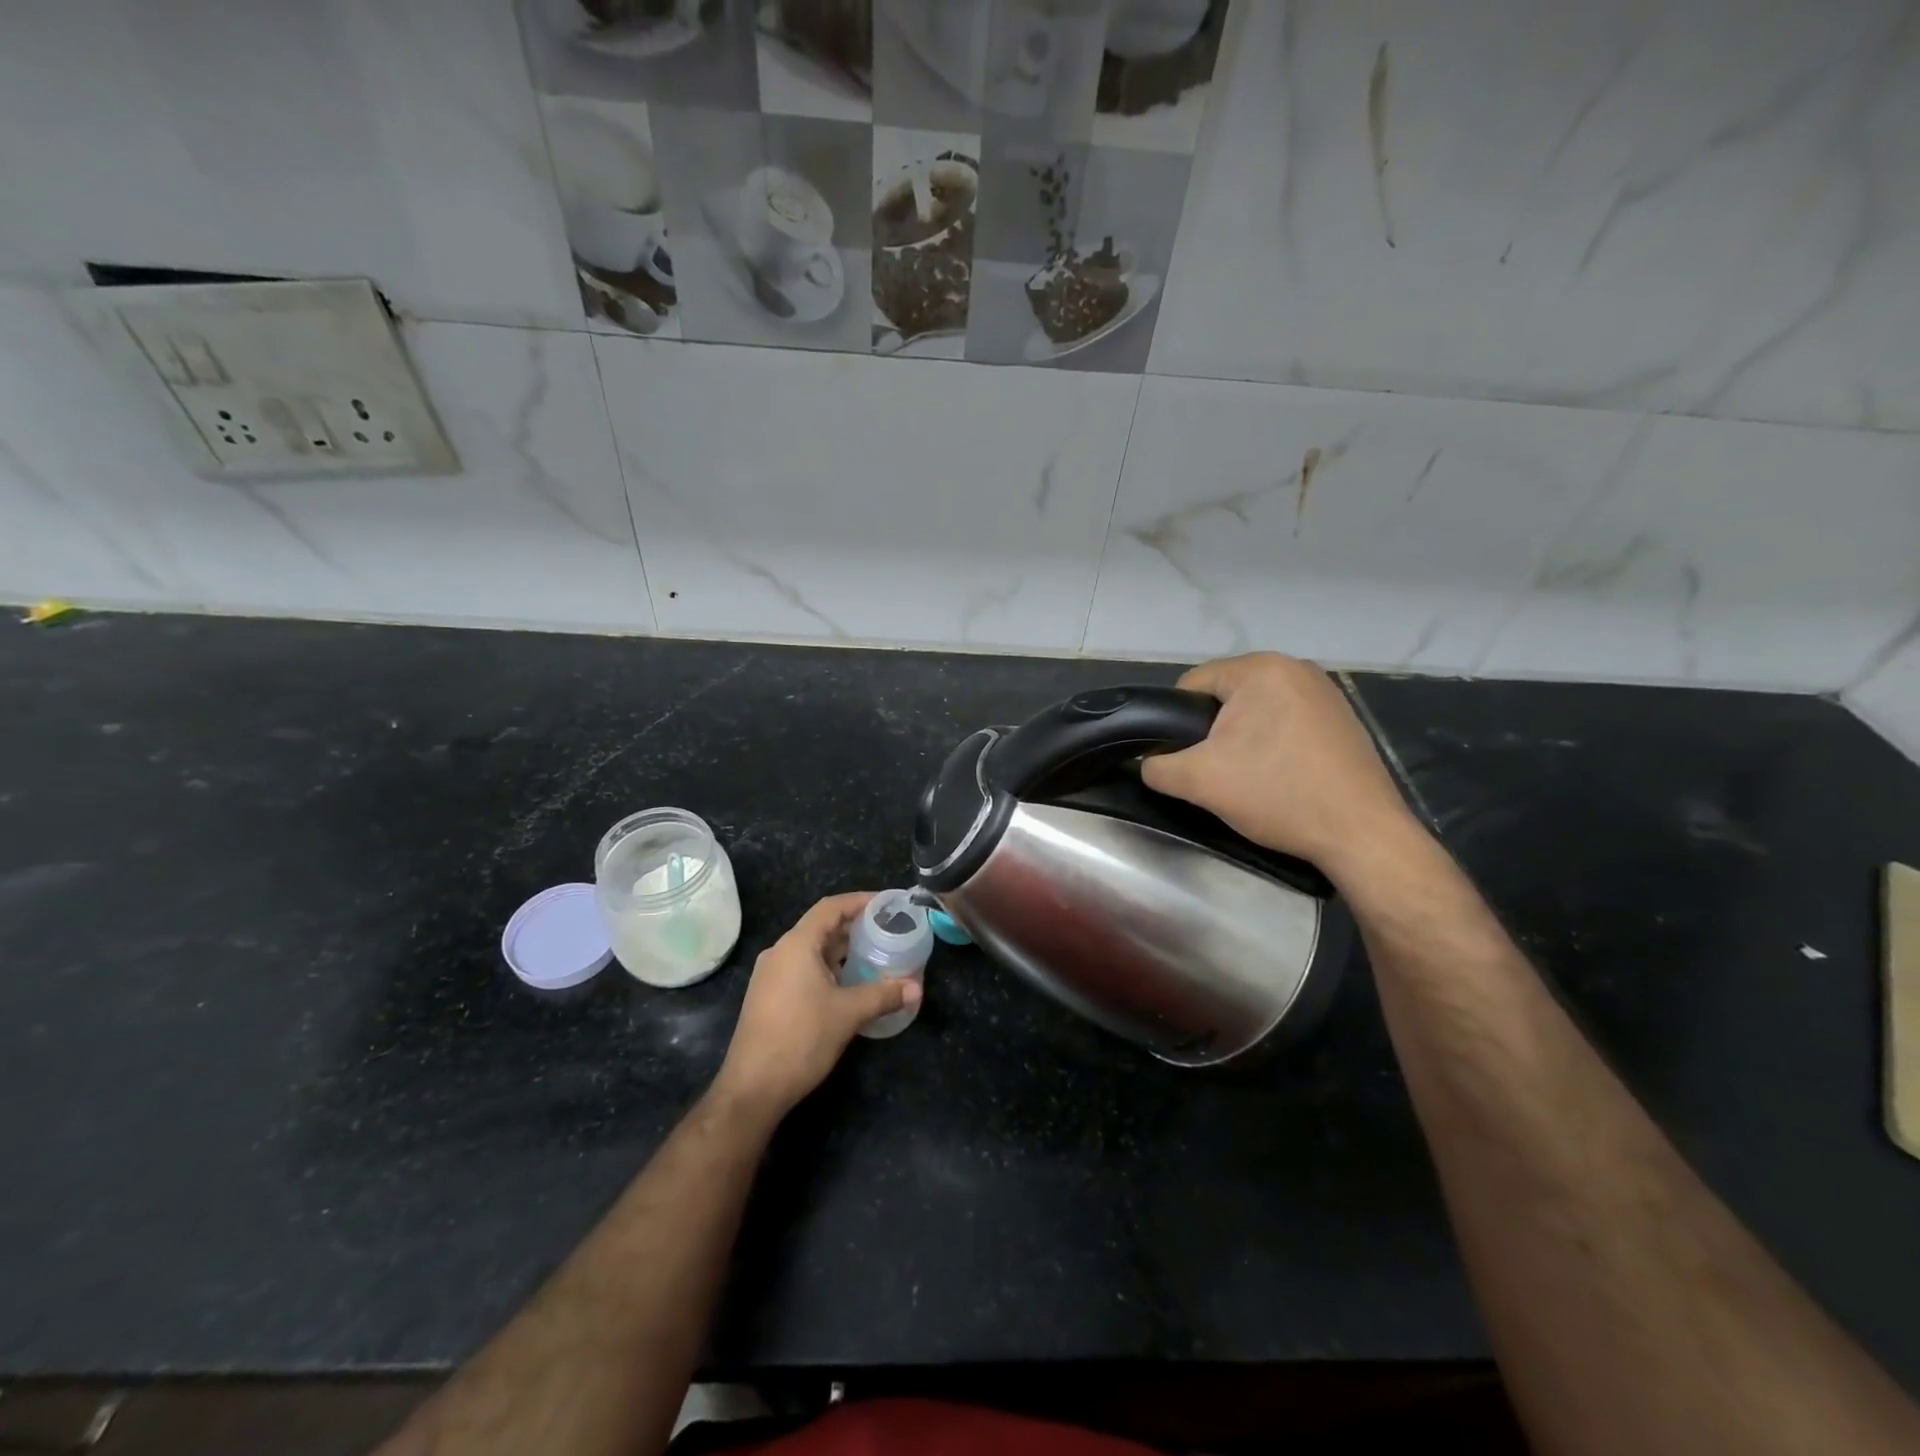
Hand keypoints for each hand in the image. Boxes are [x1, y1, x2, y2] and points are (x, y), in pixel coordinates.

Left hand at [712, 893, 920, 1119]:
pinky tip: (848, 983)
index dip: (860, 901)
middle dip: (854, 926)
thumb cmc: (801, 1039)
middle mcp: (780, 952)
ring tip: (874, 955)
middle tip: (887, 930)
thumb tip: (916, 988)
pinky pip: (802, 968)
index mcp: (796, 945)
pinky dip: (827, 967)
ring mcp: (771, 975)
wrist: (753, 1088)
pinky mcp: (769, 996)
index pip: (831, 908)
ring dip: (841, 949)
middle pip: (821, 926)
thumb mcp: (848, 1014)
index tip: (887, 904)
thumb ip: (883, 995)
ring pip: (811, 950)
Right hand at [1140, 653, 1421, 877]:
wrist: (1362, 834)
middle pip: (1225, 696)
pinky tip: (1280, 776)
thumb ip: (1157, 766)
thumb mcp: (1199, 782)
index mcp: (1260, 669)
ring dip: (1242, 738)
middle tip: (1214, 772)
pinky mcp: (1342, 718)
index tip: (1182, 758)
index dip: (1174, 721)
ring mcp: (1325, 691)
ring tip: (1246, 777)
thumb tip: (1147, 762)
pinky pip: (1287, 722)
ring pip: (1256, 710)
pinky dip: (1274, 744)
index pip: (1191, 684)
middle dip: (1211, 731)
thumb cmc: (1277, 794)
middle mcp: (1295, 667)